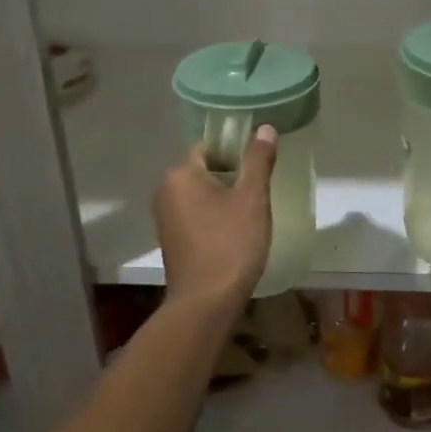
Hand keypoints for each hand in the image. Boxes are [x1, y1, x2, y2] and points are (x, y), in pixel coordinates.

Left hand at [153, 124, 276, 313]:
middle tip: (260, 190)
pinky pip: (196, 215)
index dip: (236, 151)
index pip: (210, 147)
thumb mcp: (252, 198)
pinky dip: (214, 217)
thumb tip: (265, 128)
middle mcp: (166, 191)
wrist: (206, 303)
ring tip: (252, 212)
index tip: (259, 165)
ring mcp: (165, 218)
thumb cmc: (230, 244)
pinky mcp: (172, 240)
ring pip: (201, 195)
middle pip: (205, 170)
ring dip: (224, 198)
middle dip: (232, 176)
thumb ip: (258, 160)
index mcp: (181, 174)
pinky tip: (235, 232)